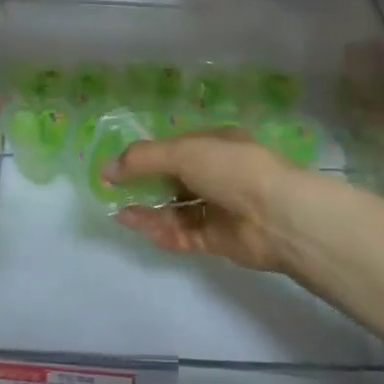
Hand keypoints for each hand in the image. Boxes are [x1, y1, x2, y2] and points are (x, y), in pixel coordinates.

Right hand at [107, 129, 310, 271]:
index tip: (119, 166)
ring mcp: (219, 208)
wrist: (278, 216)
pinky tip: (140, 228)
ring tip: (120, 213)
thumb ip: (143, 159)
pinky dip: (164, 232)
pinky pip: (185, 234)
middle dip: (145, 186)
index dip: (147, 156)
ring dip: (150, 211)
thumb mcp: (184, 152)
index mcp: (216, 145)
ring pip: (177, 210)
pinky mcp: (219, 239)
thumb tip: (106, 169)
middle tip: (114, 192)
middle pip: (174, 180)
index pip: (176, 148)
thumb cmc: (232, 169)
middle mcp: (218, 174)